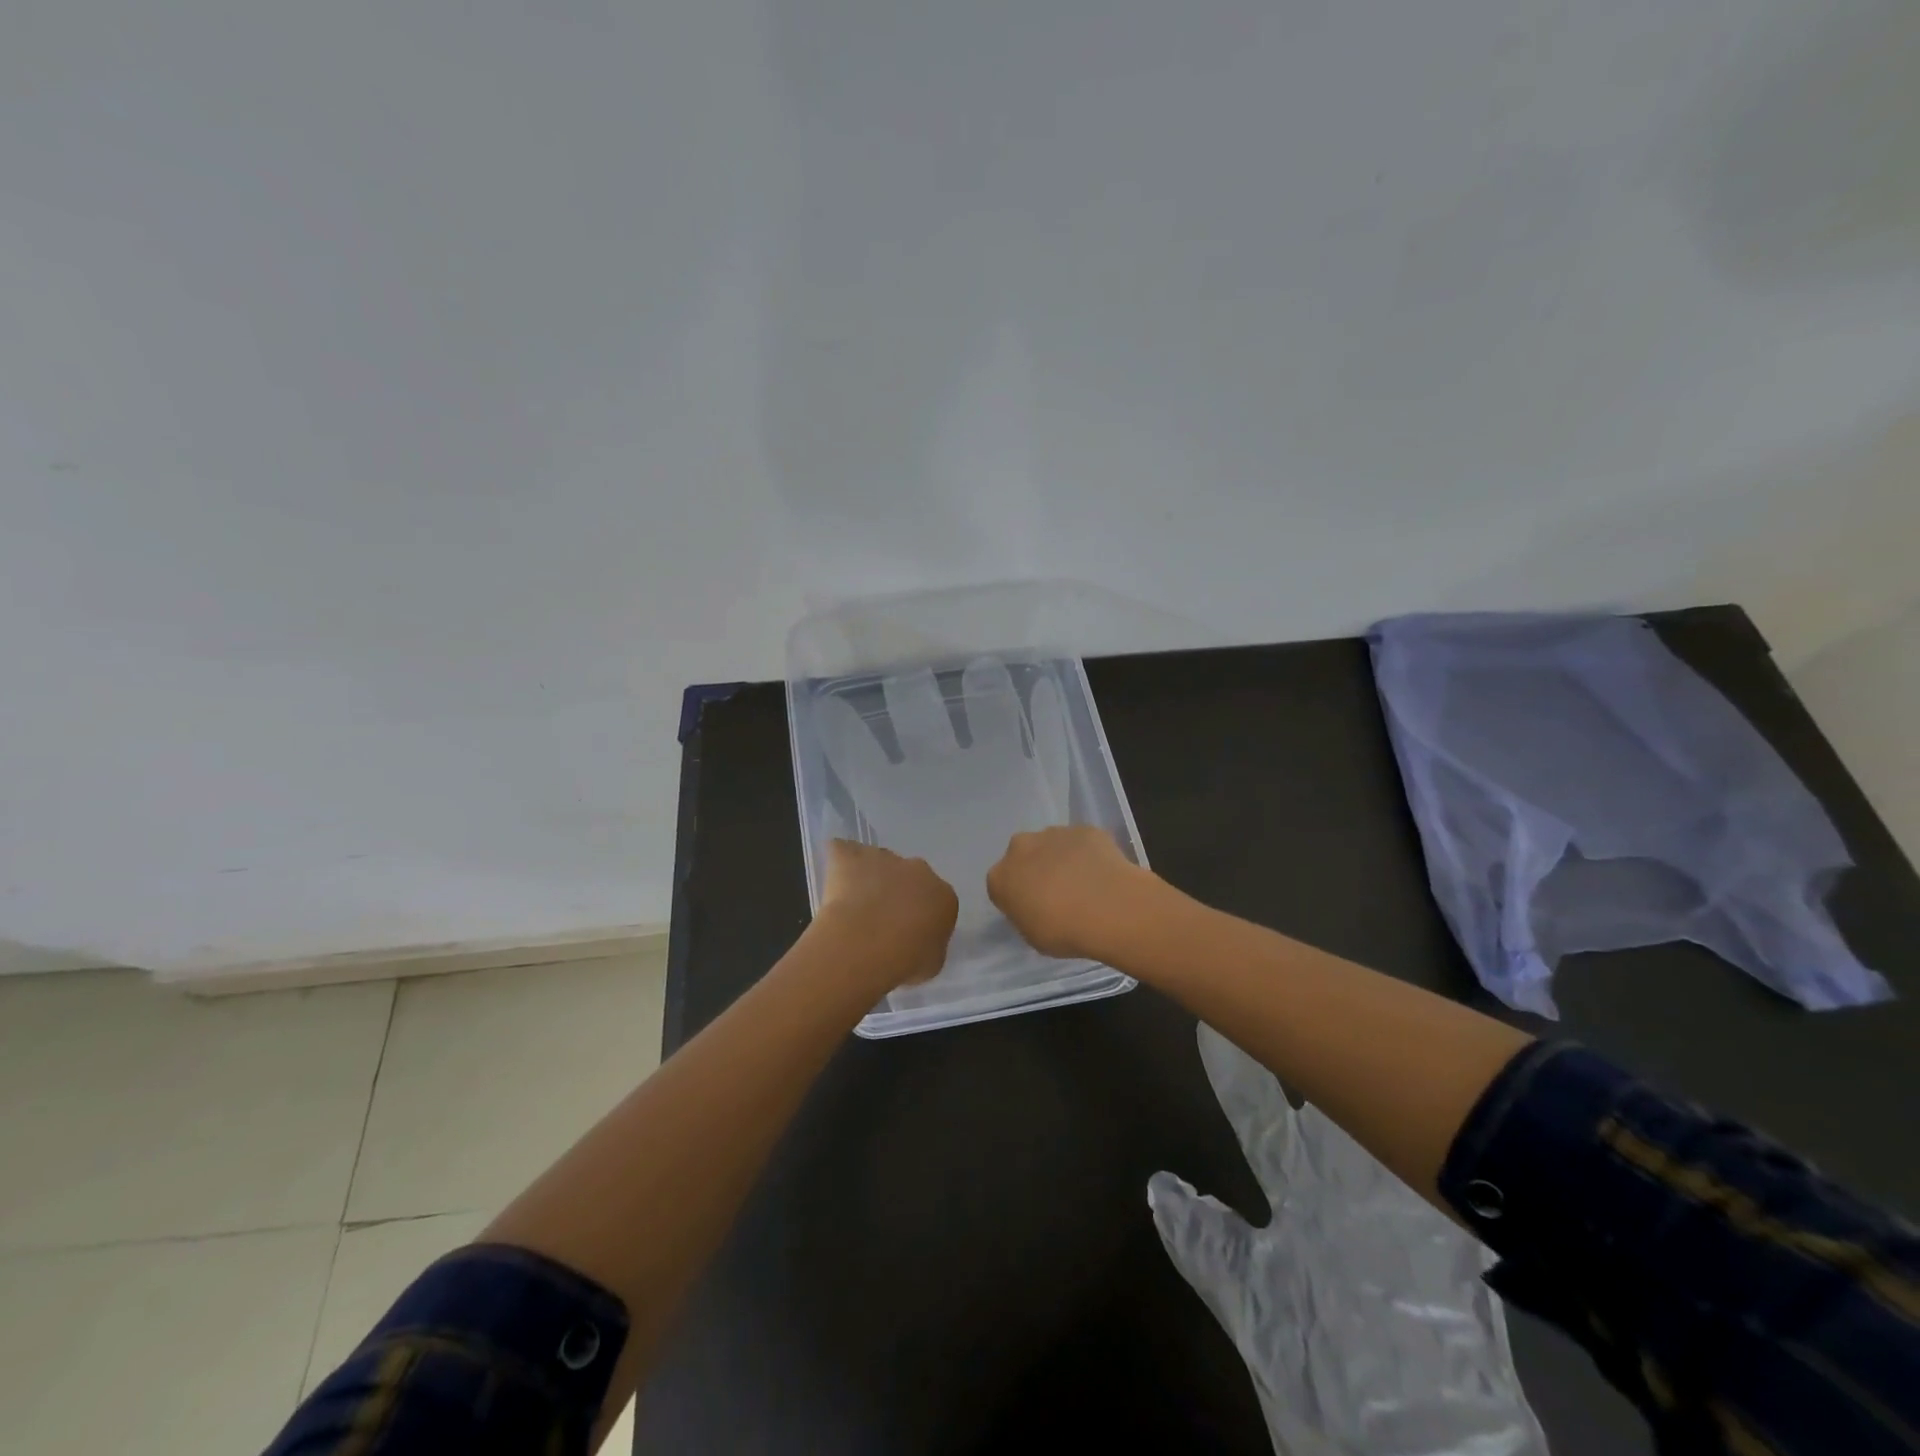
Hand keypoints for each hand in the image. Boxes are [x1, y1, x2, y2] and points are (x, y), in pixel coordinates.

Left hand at [816, 839, 958, 990]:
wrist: (865, 944)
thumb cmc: (904, 961)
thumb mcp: (931, 964)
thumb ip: (930, 945)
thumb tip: (920, 940)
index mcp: (943, 895)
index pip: (937, 902)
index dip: (921, 917)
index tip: (908, 935)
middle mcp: (918, 870)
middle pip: (909, 877)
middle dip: (897, 892)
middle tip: (881, 921)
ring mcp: (884, 858)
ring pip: (878, 863)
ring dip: (870, 878)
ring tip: (854, 908)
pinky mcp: (851, 855)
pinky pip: (844, 851)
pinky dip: (840, 861)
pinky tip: (834, 879)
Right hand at [986, 825, 1164, 961]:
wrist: (1108, 907)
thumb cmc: (1064, 932)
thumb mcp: (1033, 936)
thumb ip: (1027, 916)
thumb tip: (1035, 906)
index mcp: (1000, 877)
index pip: (1001, 884)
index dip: (1017, 896)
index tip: (1034, 910)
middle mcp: (1020, 848)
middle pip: (1023, 856)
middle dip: (1035, 869)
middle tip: (1057, 893)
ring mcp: (1053, 833)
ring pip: (1052, 845)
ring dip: (1061, 859)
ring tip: (1085, 885)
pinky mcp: (1083, 829)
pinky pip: (1081, 842)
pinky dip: (1088, 854)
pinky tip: (1103, 874)